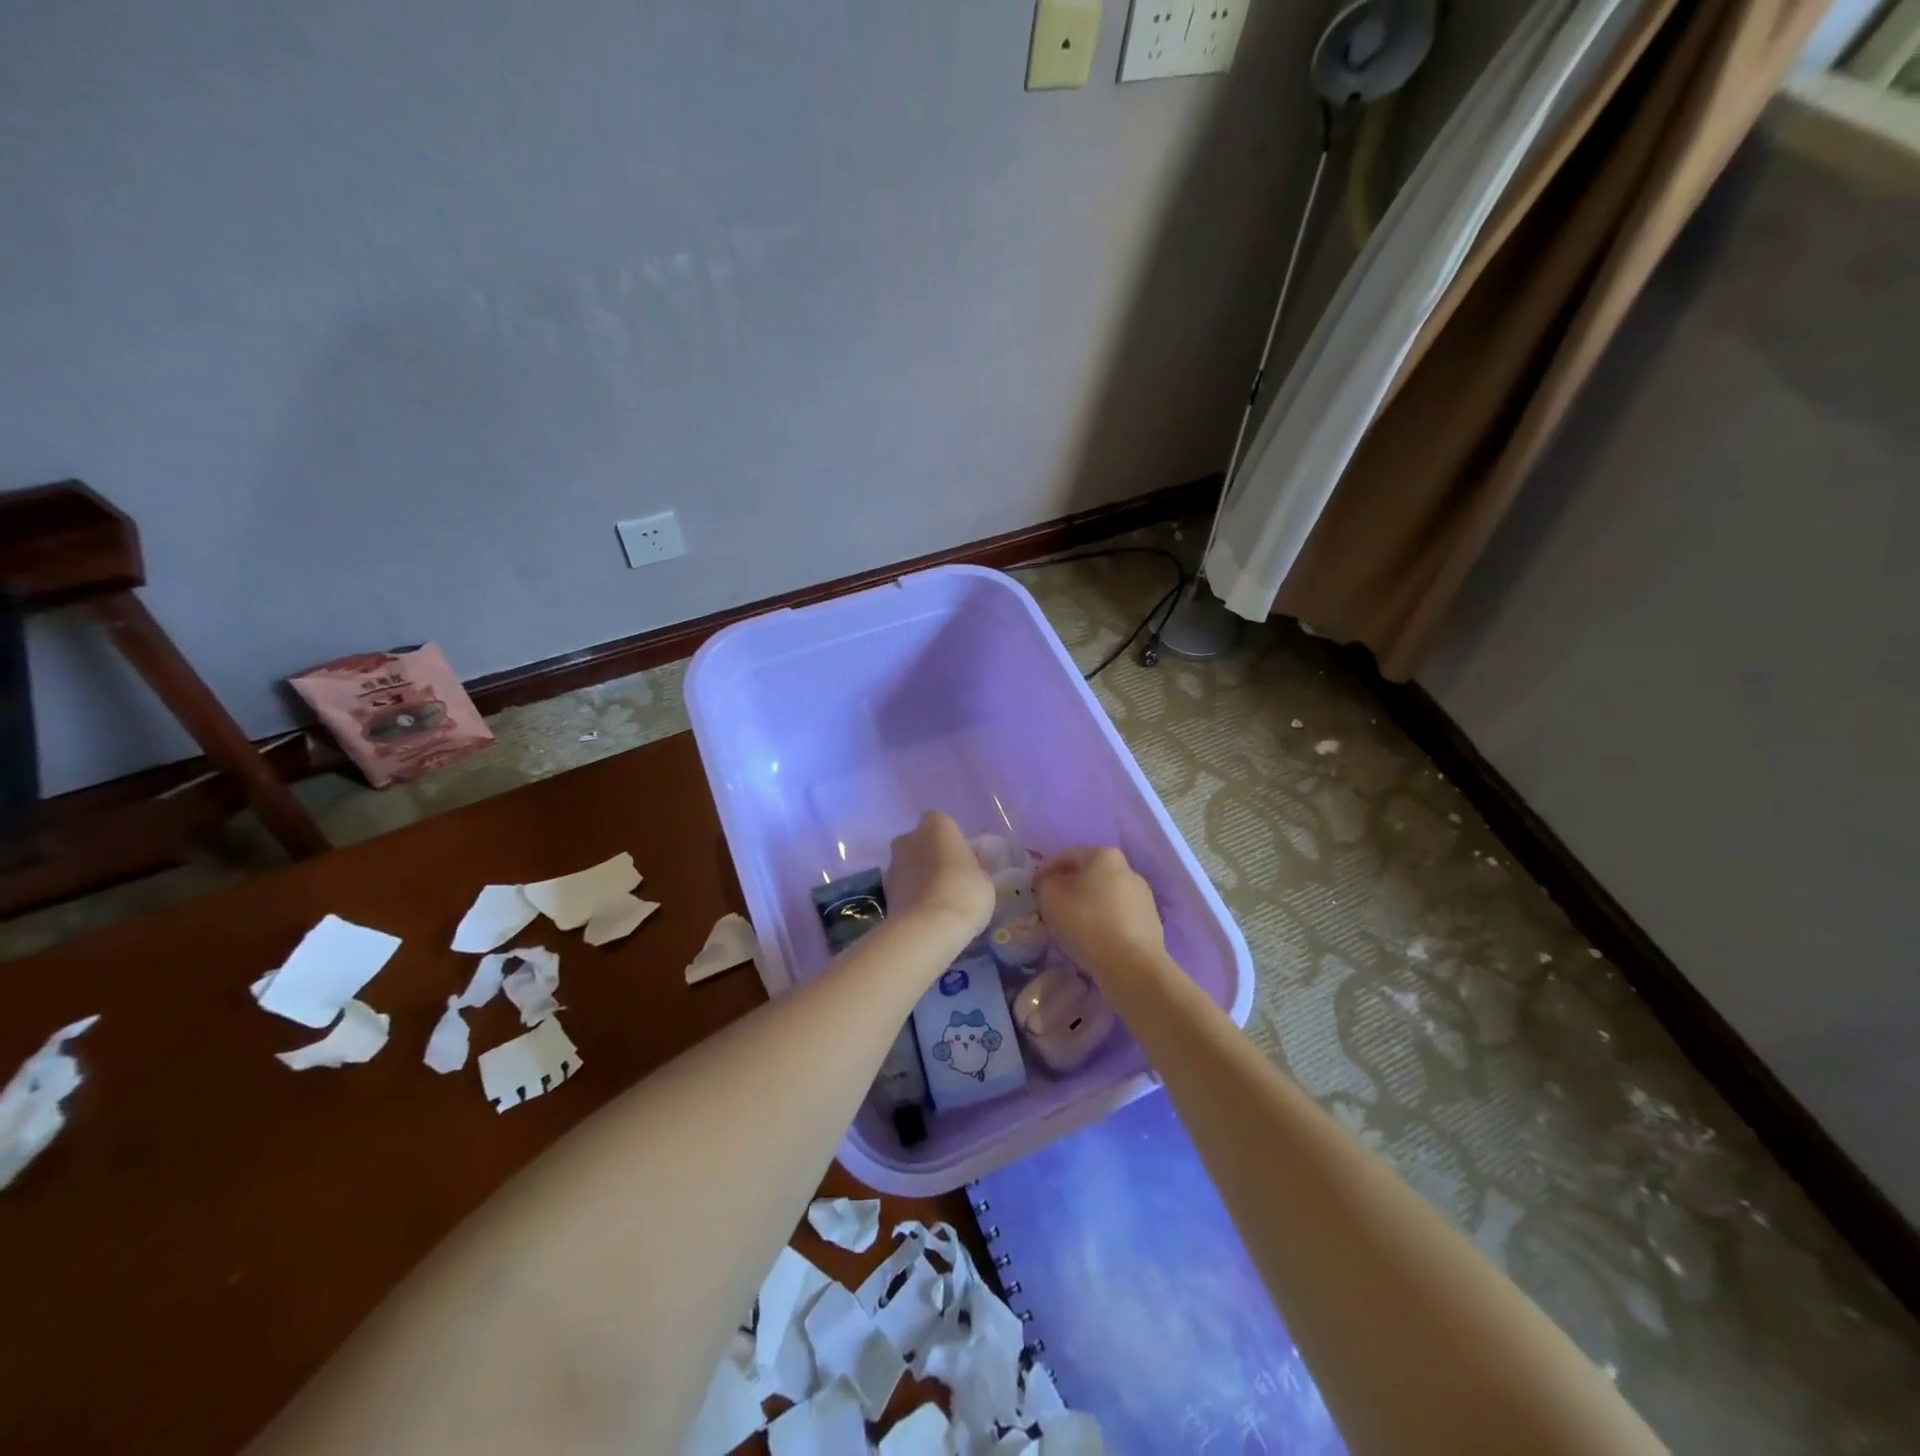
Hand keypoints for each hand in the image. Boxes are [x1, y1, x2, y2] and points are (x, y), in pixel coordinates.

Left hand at [884, 812, 994, 940]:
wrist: (929, 927)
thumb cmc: (965, 892)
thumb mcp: (984, 878)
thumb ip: (972, 866)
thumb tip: (966, 867)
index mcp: (938, 826)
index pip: (939, 821)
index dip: (948, 838)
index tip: (959, 857)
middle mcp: (910, 838)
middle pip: (917, 841)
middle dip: (927, 854)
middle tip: (947, 877)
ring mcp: (893, 864)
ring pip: (906, 864)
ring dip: (916, 876)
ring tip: (935, 900)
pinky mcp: (884, 891)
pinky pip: (901, 887)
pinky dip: (909, 895)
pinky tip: (924, 913)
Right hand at [1035, 846, 1166, 985]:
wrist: (1132, 965)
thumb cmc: (1087, 922)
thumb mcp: (1050, 896)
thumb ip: (1047, 883)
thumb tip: (1053, 883)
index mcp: (1104, 855)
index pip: (1067, 856)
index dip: (1046, 871)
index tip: (1034, 890)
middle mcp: (1128, 869)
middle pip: (1089, 875)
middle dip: (1069, 888)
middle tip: (1051, 907)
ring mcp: (1143, 896)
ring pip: (1105, 897)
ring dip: (1088, 906)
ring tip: (1072, 927)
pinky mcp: (1151, 922)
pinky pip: (1118, 917)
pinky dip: (1104, 923)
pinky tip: (1094, 939)